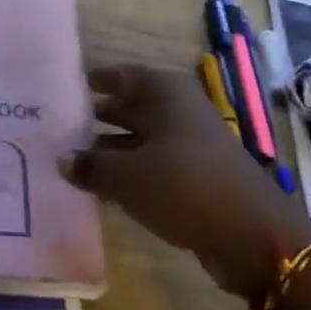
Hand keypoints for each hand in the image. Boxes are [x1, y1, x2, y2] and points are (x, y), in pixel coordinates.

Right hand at [63, 65, 310, 299]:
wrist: (251, 234)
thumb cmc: (184, 185)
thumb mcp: (129, 176)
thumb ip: (92, 166)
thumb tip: (62, 159)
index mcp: (165, 92)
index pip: (121, 75)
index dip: (95, 81)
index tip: (64, 89)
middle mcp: (178, 109)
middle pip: (130, 105)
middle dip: (98, 116)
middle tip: (59, 126)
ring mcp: (189, 142)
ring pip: (141, 137)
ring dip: (111, 148)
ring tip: (72, 159)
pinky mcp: (195, 174)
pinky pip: (153, 164)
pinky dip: (130, 171)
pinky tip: (103, 188)